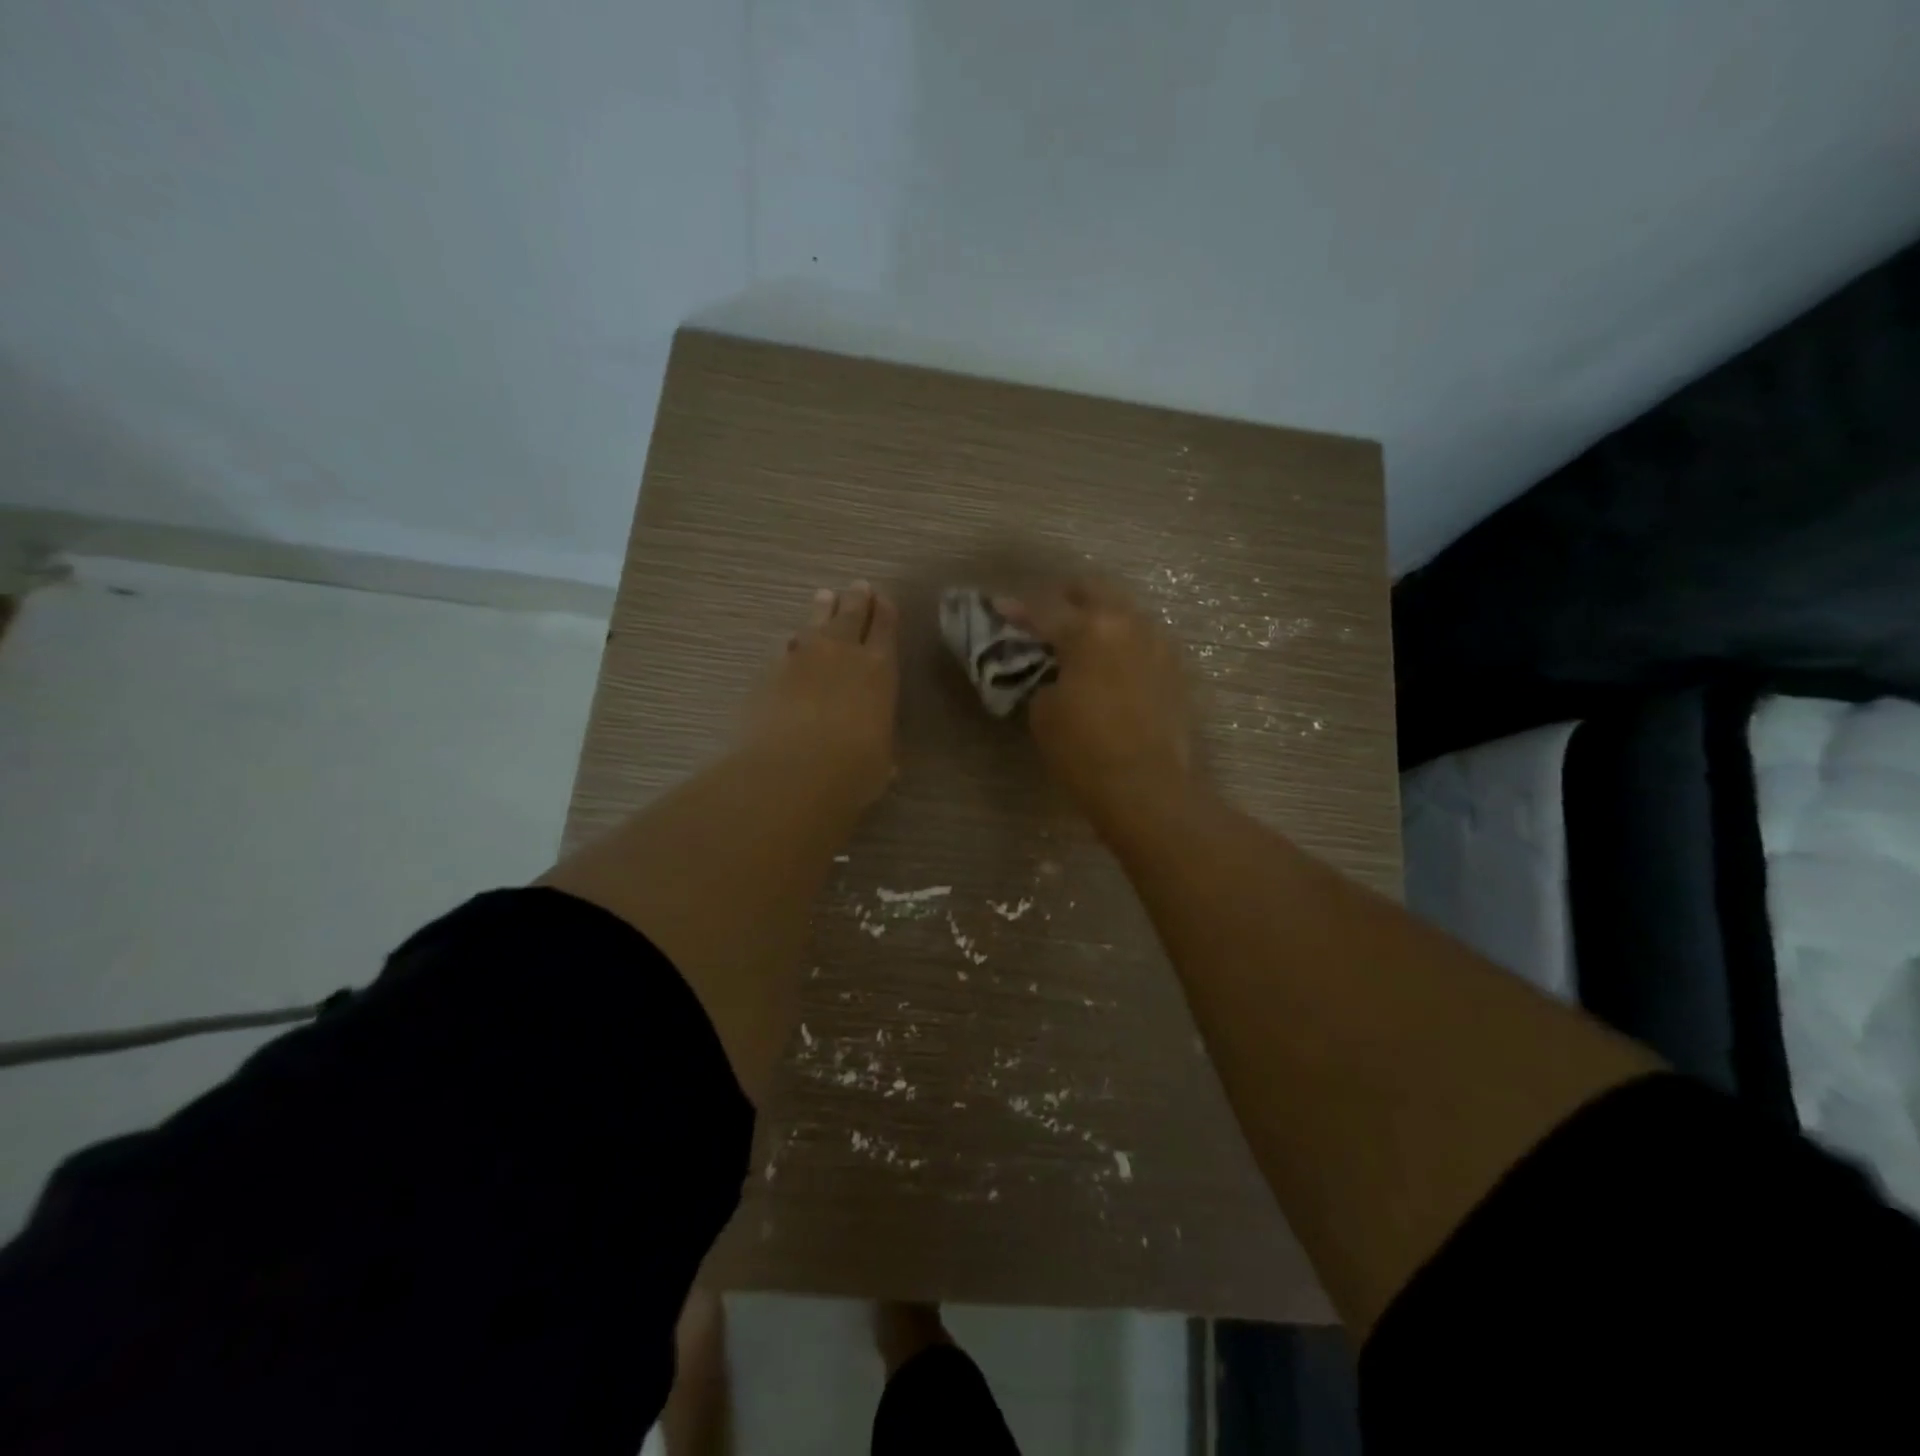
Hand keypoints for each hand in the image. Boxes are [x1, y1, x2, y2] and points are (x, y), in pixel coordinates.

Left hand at [740, 581, 899, 809]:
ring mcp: (802, 658)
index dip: (885, 612)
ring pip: (815, 622)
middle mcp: (842, 653)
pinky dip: (793, 643)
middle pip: (850, 615)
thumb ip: (880, 747)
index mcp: (879, 669)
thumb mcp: (880, 762)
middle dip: (856, 600)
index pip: (885, 628)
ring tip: (824, 597)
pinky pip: (786, 647)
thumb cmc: (852, 770)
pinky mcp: (769, 671)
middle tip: (858, 586)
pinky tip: (792, 643)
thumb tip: (882, 756)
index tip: (884, 599)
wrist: (791, 772)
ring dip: (822, 610)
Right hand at [1000, 577, 1191, 821]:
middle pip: (1094, 591)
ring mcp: (1159, 644)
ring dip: (1098, 617)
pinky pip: (1142, 640)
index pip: (1045, 609)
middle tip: (1043, 614)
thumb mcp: (1044, 714)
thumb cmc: (1086, 751)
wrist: (1149, 790)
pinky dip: (1120, 642)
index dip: (1017, 609)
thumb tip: (1057, 675)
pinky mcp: (1175, 670)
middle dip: (1065, 597)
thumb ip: (1045, 679)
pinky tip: (1107, 663)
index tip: (999, 607)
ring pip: (1124, 612)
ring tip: (1077, 639)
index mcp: (1090, 630)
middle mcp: (1129, 624)